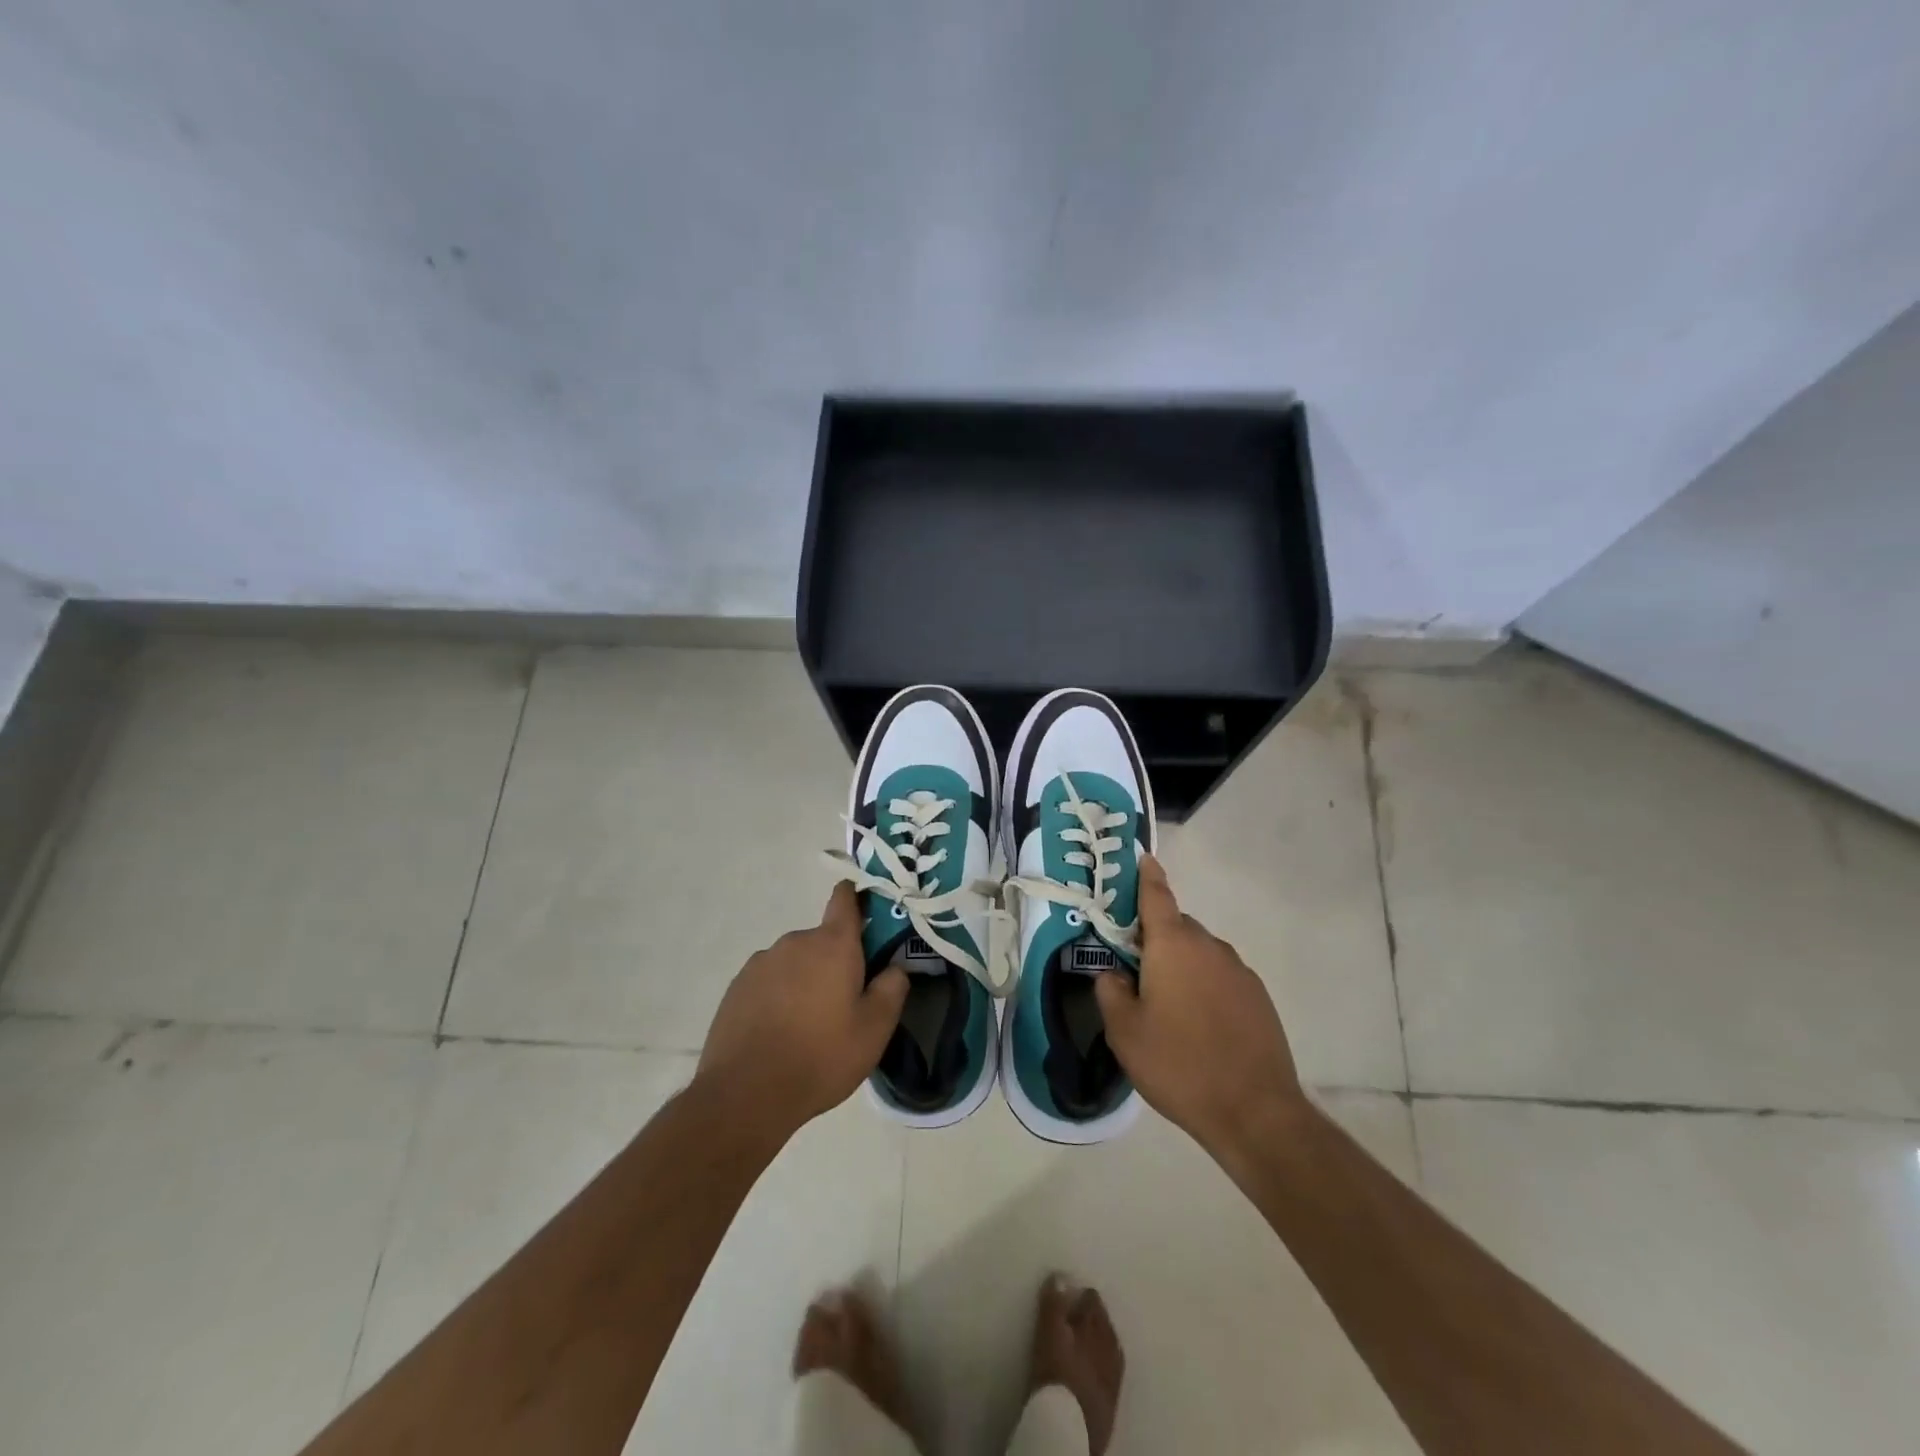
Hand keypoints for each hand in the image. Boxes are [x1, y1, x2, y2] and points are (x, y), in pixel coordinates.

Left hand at [696, 884, 908, 1135]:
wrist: (745, 1093)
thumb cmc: (820, 1056)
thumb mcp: (874, 1030)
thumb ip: (892, 989)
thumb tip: (895, 967)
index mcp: (833, 944)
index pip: (845, 898)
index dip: (858, 898)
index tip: (869, 915)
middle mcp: (795, 941)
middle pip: (823, 939)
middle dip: (836, 961)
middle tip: (845, 1002)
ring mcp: (761, 962)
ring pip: (795, 962)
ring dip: (806, 980)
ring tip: (809, 1025)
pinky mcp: (737, 986)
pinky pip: (769, 981)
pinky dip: (779, 996)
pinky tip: (780, 1032)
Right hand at [1028, 1275, 1123, 1455]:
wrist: (1068, 1429)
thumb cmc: (1057, 1374)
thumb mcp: (1049, 1333)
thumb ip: (1054, 1303)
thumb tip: (1061, 1276)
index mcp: (1098, 1328)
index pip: (1093, 1300)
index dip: (1080, 1297)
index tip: (1067, 1299)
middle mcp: (1111, 1349)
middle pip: (1104, 1324)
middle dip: (1092, 1319)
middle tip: (1073, 1321)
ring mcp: (1114, 1378)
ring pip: (1109, 1351)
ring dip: (1097, 1344)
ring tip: (1081, 1346)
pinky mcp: (1111, 1403)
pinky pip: (1109, 1375)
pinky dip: (1100, 1368)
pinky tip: (1090, 1373)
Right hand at [1094, 855, 1308, 1157]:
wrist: (1255, 1111)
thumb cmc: (1178, 1064)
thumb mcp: (1124, 1032)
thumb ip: (1110, 992)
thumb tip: (1113, 973)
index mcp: (1172, 945)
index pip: (1156, 895)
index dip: (1147, 876)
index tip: (1143, 858)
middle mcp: (1208, 946)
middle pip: (1176, 927)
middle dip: (1155, 940)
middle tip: (1136, 974)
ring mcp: (1239, 970)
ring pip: (1200, 954)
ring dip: (1182, 966)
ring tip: (1169, 1009)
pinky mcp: (1258, 996)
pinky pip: (1221, 977)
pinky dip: (1206, 987)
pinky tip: (1200, 1026)